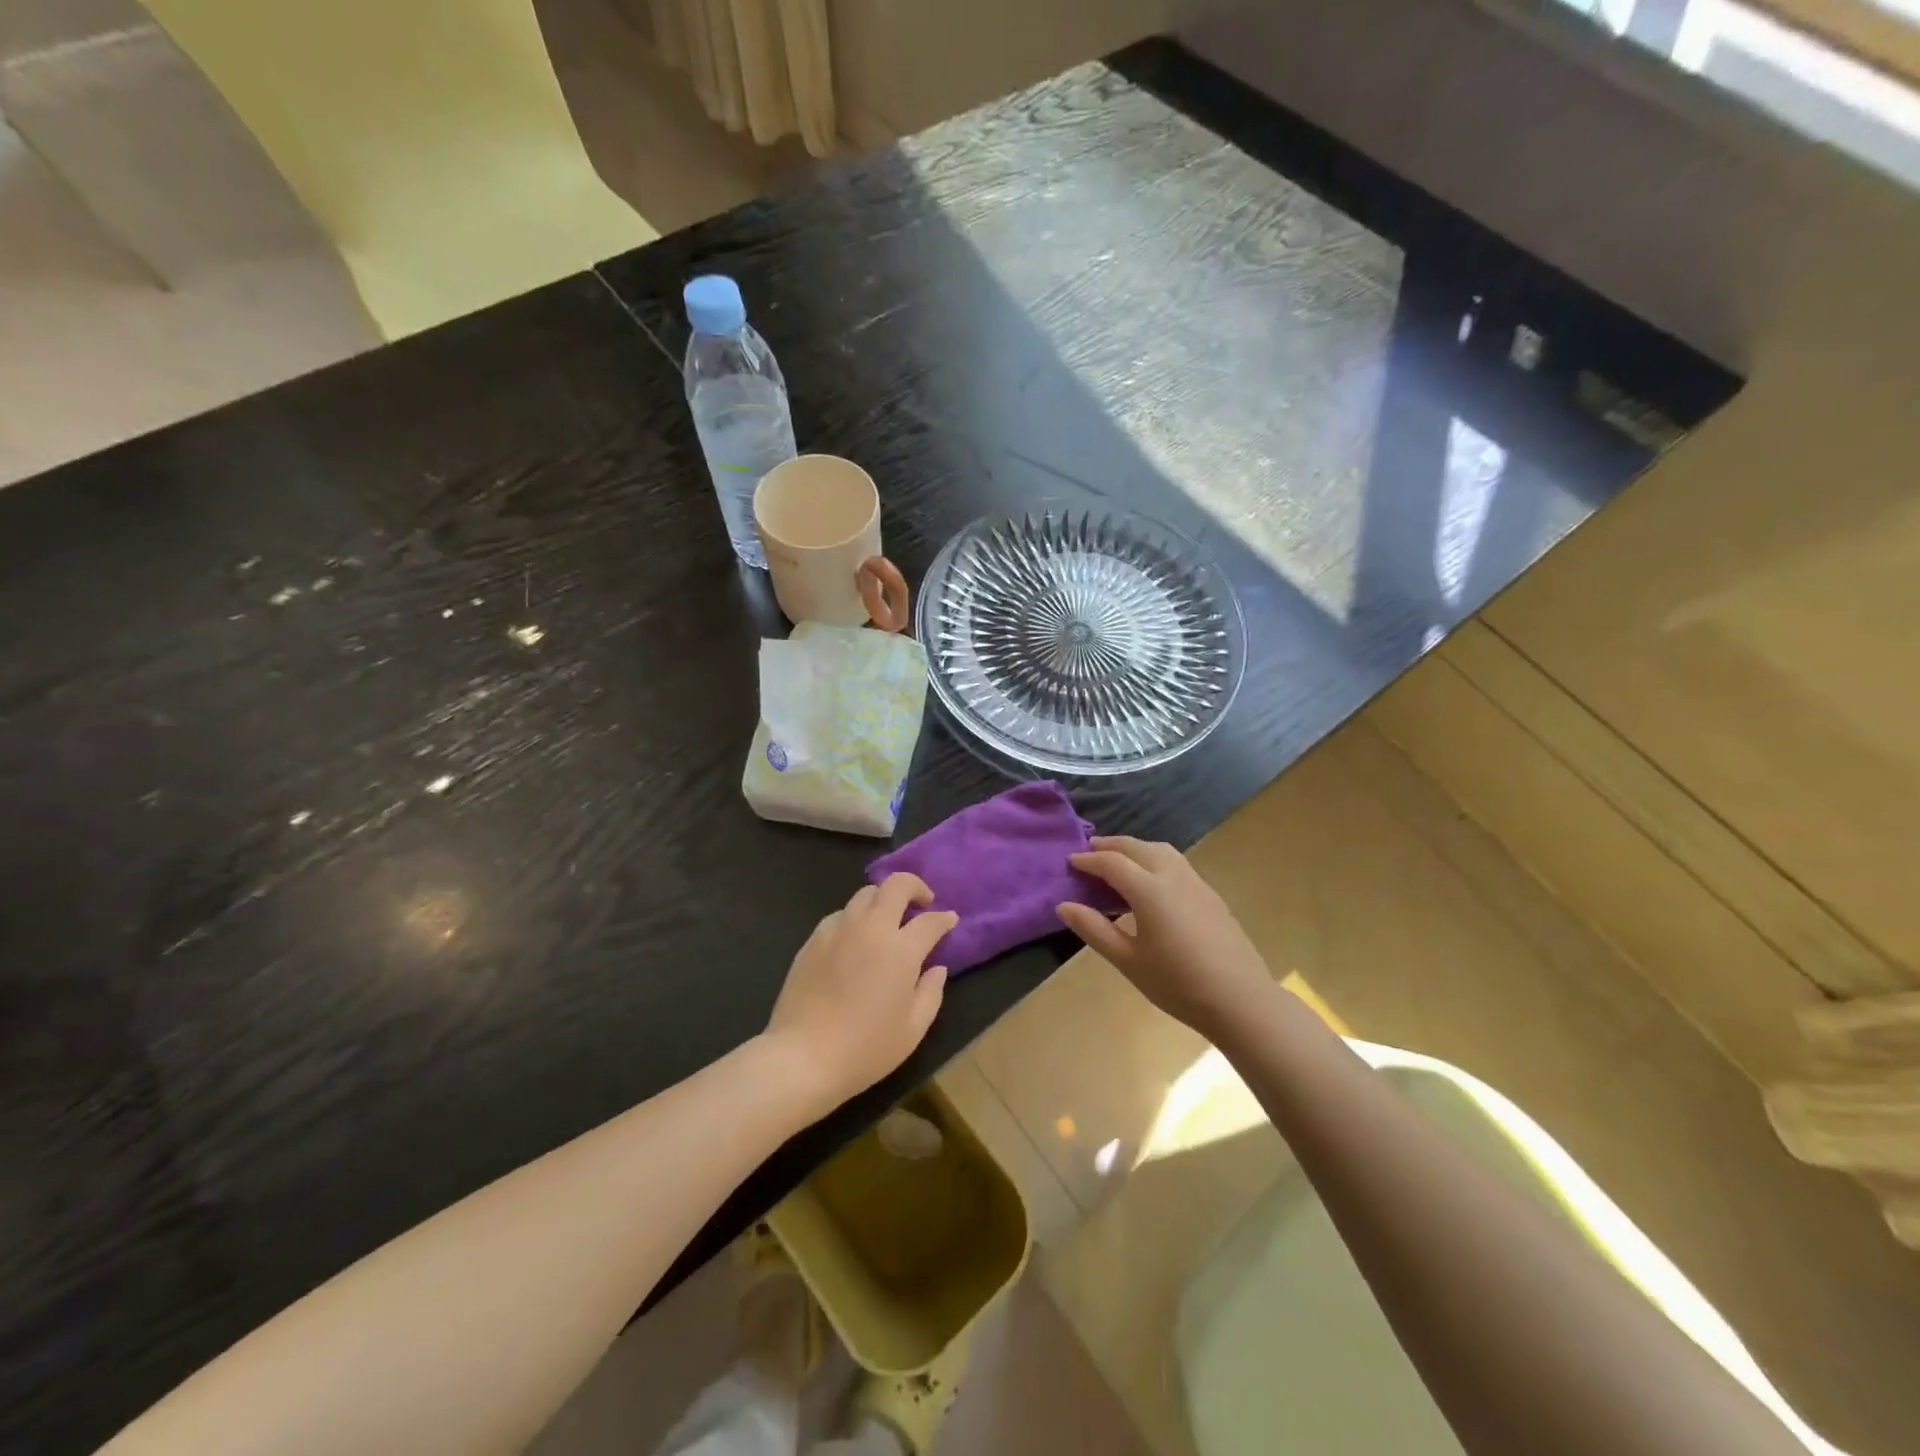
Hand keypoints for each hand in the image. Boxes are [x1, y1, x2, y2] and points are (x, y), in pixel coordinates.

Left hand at [765, 874, 956, 1112]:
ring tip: (887, 919)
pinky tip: (855, 939)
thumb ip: (931, 992)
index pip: (930, 921)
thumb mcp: (913, 1030)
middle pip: (896, 885)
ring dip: (883, 899)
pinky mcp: (813, 939)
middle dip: (915, 886)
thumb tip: (937, 968)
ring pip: (865, 894)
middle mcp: (871, 928)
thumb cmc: (865, 1049)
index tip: (950, 920)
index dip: (944, 918)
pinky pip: (840, 914)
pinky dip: (855, 917)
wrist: (802, 1057)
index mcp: (900, 950)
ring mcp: (838, 930)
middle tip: (922, 903)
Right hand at [1057, 837, 1272, 1042]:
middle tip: (1089, 852)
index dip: (1088, 860)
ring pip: (1160, 851)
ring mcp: (1196, 883)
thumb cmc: (1178, 984)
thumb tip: (1064, 905)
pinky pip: (1176, 863)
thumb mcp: (1128, 961)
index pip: (1112, 862)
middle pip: (1137, 847)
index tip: (1070, 862)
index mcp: (1149, 890)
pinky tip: (1150, 883)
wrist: (1241, 1000)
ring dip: (1135, 848)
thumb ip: (1094, 929)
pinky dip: (1154, 860)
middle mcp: (1172, 876)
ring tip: (1118, 861)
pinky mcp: (1210, 894)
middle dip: (1111, 846)